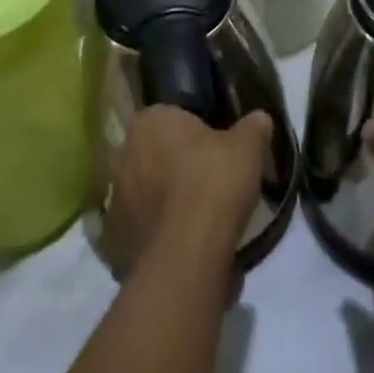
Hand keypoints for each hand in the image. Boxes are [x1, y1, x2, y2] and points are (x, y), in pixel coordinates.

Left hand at [99, 107, 271, 279]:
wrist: (187, 255)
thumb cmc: (214, 184)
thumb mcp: (247, 148)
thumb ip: (253, 128)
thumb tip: (260, 118)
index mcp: (150, 121)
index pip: (168, 117)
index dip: (191, 133)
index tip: (212, 149)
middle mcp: (124, 153)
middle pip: (151, 153)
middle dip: (172, 164)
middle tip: (205, 181)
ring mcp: (114, 198)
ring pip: (141, 191)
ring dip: (160, 200)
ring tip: (195, 219)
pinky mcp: (114, 240)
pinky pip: (138, 229)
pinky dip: (154, 234)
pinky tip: (181, 245)